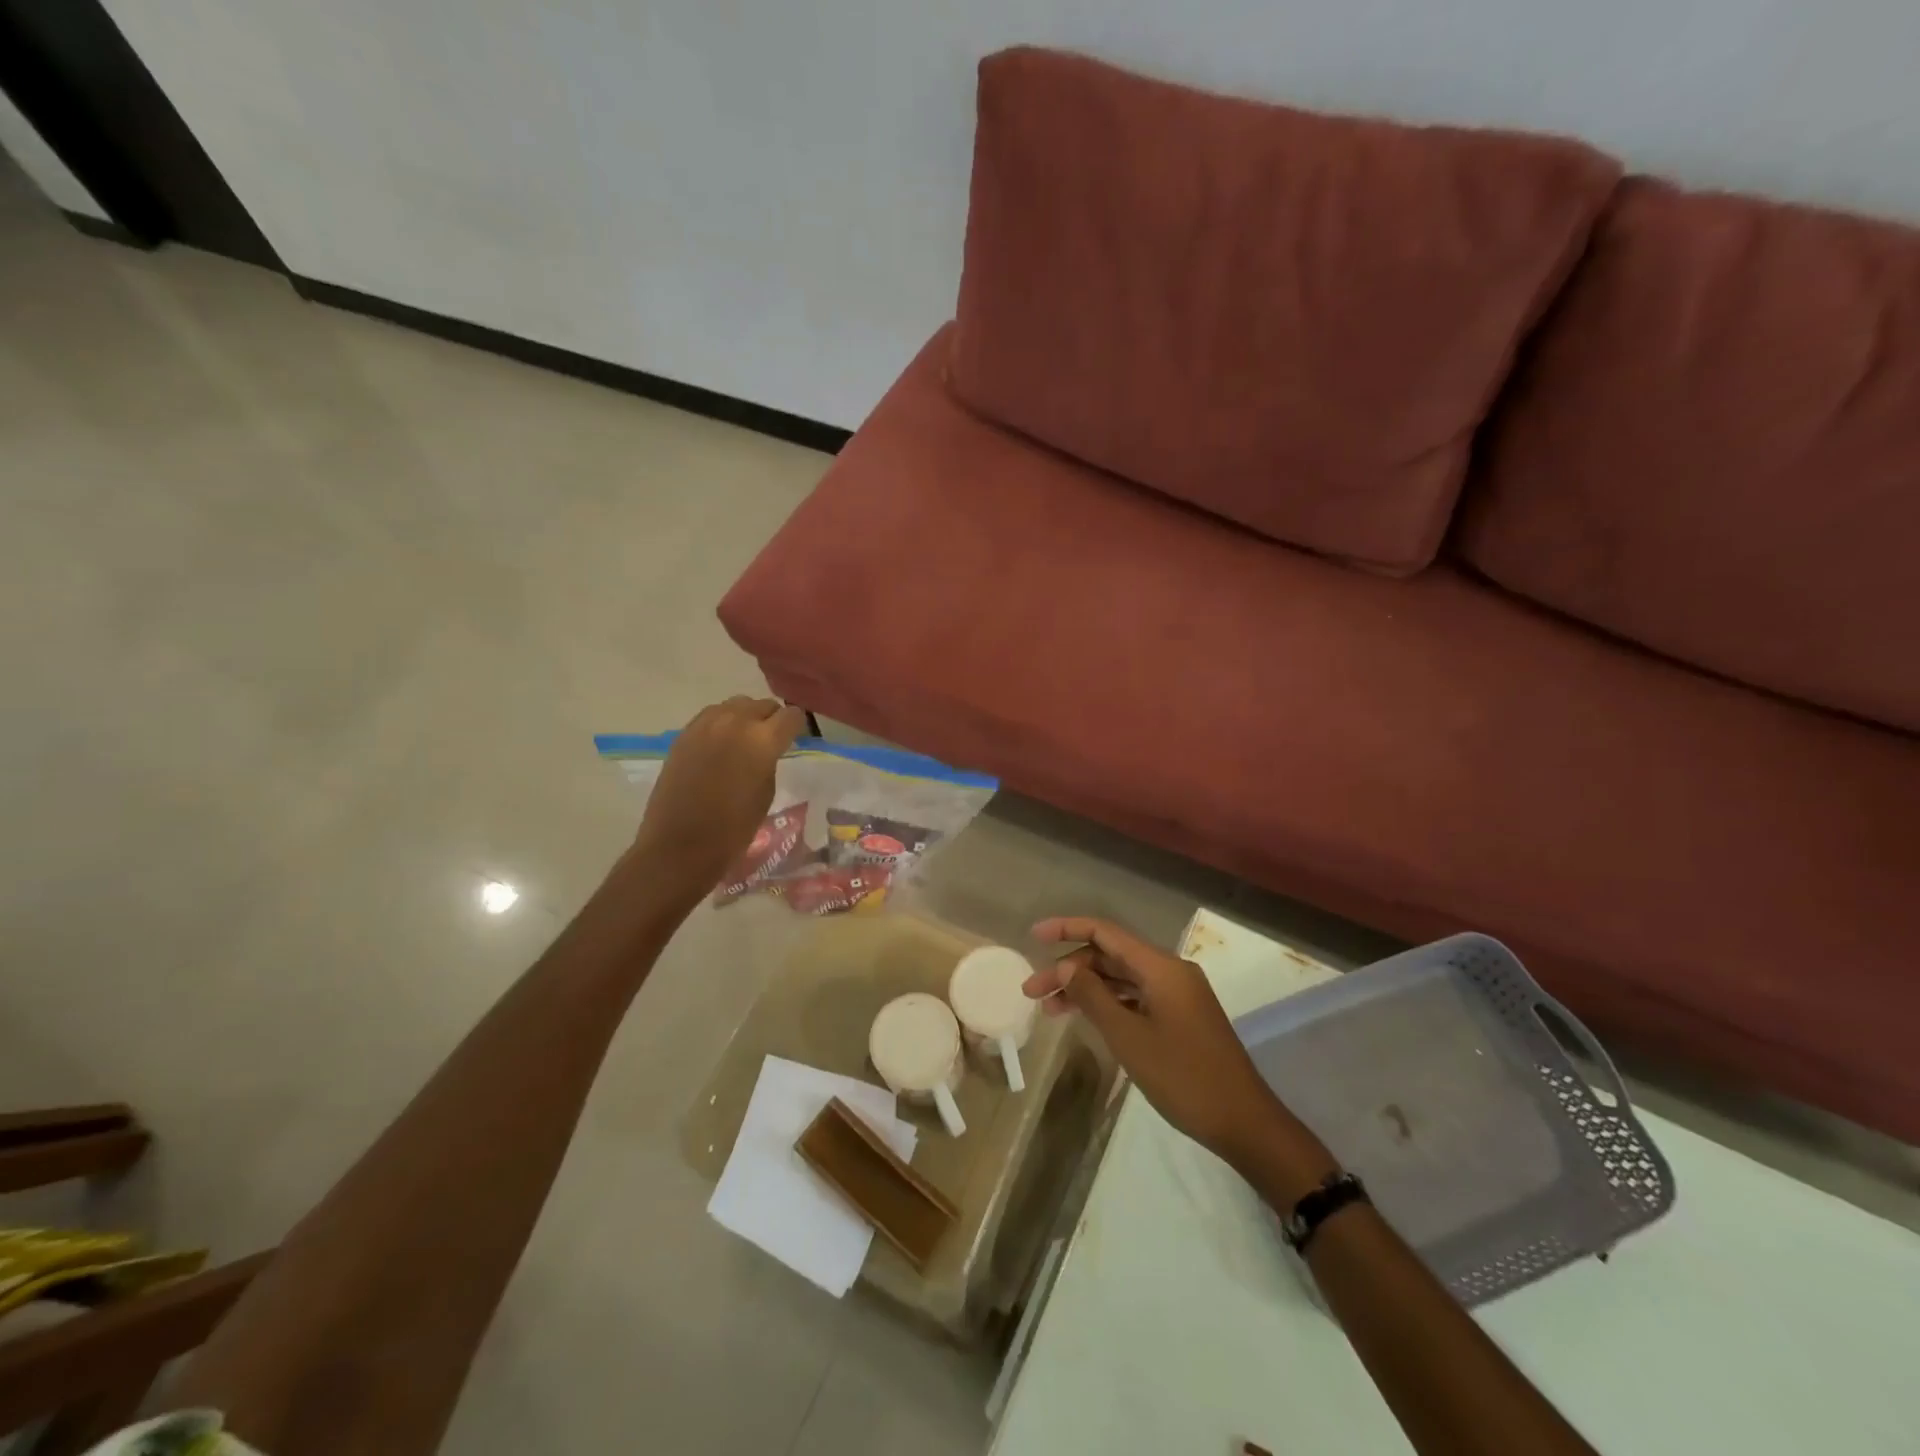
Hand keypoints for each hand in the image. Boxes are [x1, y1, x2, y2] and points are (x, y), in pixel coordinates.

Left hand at [630, 697, 806, 901]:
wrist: (680, 846)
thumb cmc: (733, 829)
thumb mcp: (766, 793)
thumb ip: (769, 761)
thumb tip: (766, 749)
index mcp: (762, 740)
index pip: (791, 716)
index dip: (796, 727)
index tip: (795, 739)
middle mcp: (735, 722)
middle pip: (763, 705)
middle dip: (771, 720)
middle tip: (770, 742)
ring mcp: (705, 725)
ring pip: (736, 705)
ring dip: (745, 718)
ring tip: (744, 741)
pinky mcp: (684, 734)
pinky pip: (711, 716)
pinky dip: (722, 724)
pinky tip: (721, 747)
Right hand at [1026, 917, 1293, 1170]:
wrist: (1243, 1122)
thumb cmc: (1184, 1076)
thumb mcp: (1129, 1037)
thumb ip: (1094, 996)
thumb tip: (1065, 967)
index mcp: (1161, 967)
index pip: (1105, 932)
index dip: (1067, 928)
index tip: (1034, 936)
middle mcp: (1169, 972)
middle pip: (1110, 956)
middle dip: (1069, 968)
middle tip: (1032, 992)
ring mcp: (1176, 996)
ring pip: (1120, 979)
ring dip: (1085, 989)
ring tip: (1049, 1010)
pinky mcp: (1179, 1018)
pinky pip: (1135, 998)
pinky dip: (1107, 1004)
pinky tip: (1084, 1019)